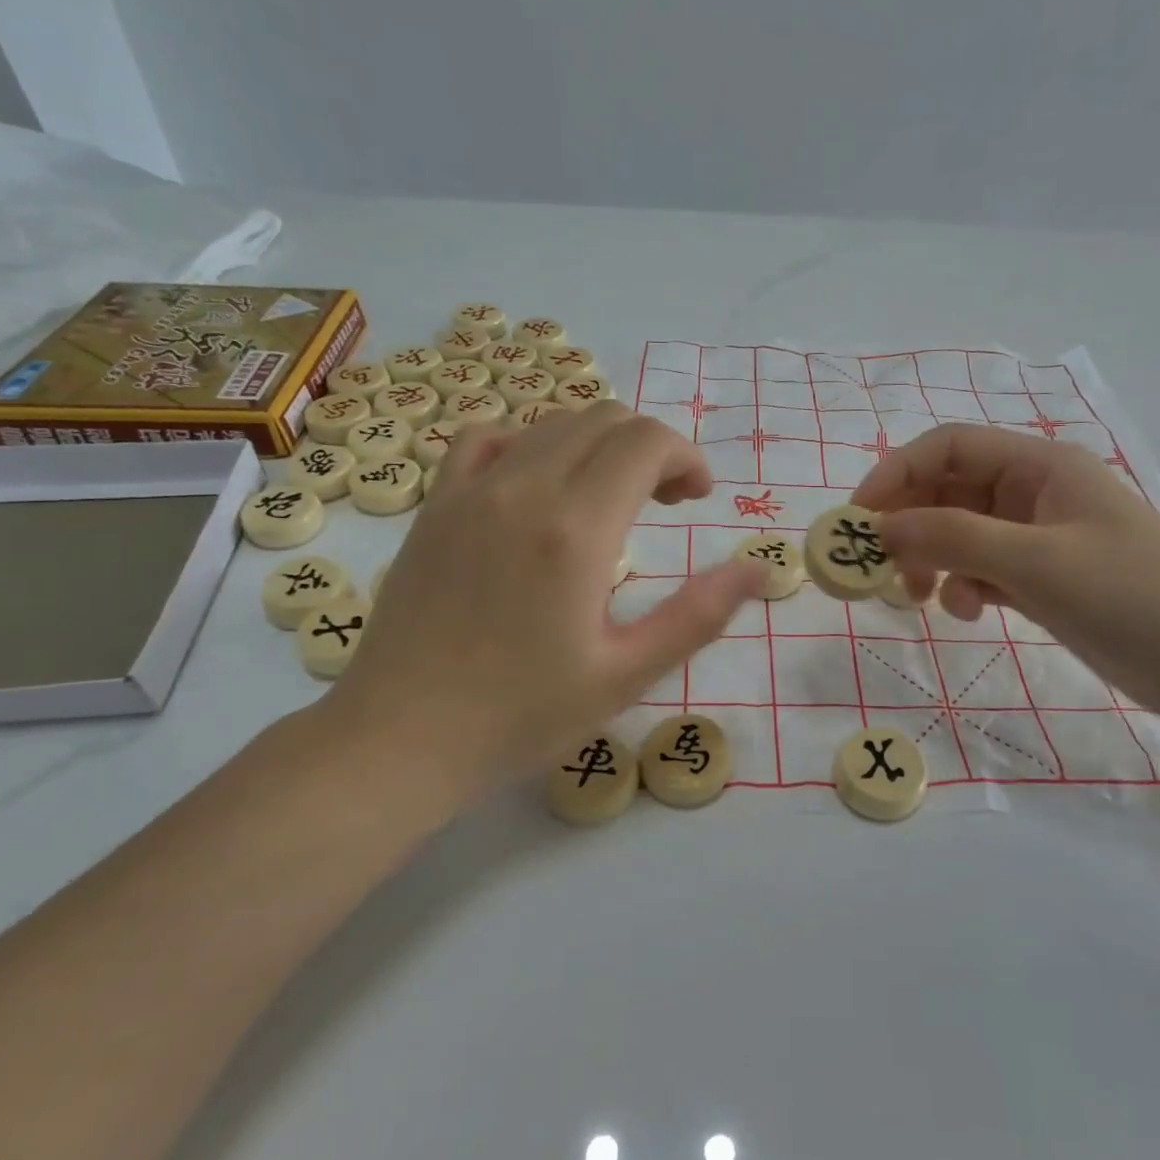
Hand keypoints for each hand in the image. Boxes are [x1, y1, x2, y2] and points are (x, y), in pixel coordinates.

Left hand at [324, 403, 766, 796]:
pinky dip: (529, 444)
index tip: (697, 498)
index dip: (686, 457)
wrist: (400, 739)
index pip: (646, 442)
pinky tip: (536, 486)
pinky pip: (487, 439)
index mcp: (577, 529)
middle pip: (605, 420)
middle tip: (666, 503)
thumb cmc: (522, 716)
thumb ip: (698, 615)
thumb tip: (758, 569)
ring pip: (552, 423)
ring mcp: (471, 490)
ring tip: (609, 497)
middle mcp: (524, 489)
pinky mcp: (435, 505)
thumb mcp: (626, 675)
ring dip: (598, 445)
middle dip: (650, 448)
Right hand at [854, 426, 1159, 733]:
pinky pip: (983, 568)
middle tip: (882, 569)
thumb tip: (881, 526)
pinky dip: (965, 586)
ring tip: (922, 598)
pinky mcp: (1045, 577)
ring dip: (933, 559)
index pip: (947, 447)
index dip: (895, 474)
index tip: (858, 520)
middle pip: (948, 490)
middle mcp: (1035, 491)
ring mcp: (1040, 536)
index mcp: (1039, 465)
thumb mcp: (1035, 562)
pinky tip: (973, 612)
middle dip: (910, 525)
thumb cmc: (1131, 597)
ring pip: (961, 533)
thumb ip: (953, 537)